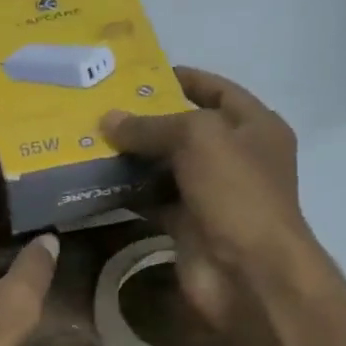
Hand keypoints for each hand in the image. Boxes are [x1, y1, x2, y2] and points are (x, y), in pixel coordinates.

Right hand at [103, 67, 330, 333]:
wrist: (247, 273)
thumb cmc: (235, 193)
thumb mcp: (197, 139)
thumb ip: (151, 126)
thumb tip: (108, 119)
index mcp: (255, 128)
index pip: (217, 91)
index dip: (182, 79)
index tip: (139, 73)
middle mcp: (236, 159)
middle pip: (187, 132)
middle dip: (148, 122)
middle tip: (101, 110)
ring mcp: (212, 197)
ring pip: (167, 170)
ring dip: (134, 160)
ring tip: (90, 142)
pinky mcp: (189, 229)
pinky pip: (155, 203)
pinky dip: (130, 196)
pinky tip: (98, 183)